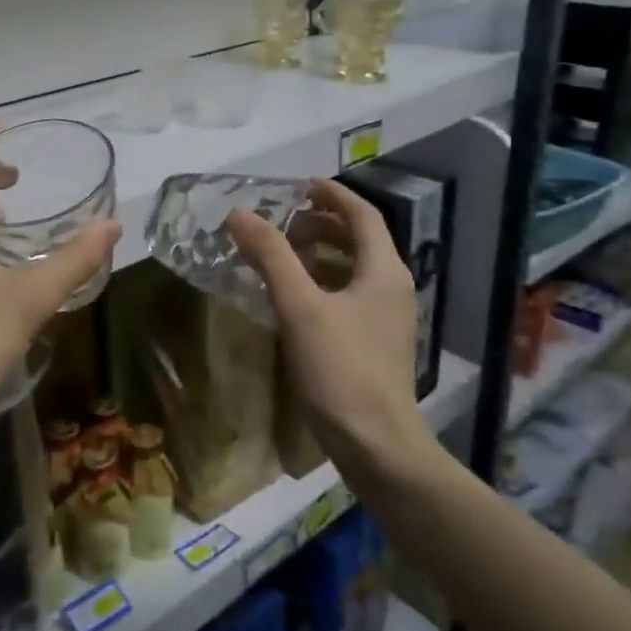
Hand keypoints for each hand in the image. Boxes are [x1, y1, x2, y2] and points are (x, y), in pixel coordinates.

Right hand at [226, 179, 439, 475]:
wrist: (377, 445)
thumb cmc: (341, 369)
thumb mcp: (300, 306)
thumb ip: (270, 256)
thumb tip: (239, 214)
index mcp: (383, 271)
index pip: (361, 214)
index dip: (331, 194)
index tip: (297, 185)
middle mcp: (391, 287)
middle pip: (358, 239)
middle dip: (319, 224)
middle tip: (279, 223)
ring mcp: (386, 318)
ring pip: (352, 269)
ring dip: (317, 253)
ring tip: (279, 254)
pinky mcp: (374, 343)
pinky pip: (347, 295)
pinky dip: (320, 283)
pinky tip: (291, 298)